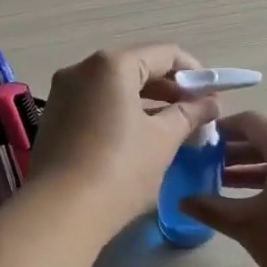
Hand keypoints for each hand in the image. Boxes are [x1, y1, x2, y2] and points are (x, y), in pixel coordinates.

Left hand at [29, 46, 218, 235]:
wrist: (61, 211)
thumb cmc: (120, 169)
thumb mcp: (163, 140)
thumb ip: (189, 114)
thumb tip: (210, 103)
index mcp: (112, 65)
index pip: (164, 55)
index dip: (195, 73)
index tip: (212, 96)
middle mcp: (81, 70)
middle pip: (136, 68)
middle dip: (169, 90)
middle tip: (196, 114)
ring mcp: (62, 94)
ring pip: (114, 88)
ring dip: (145, 103)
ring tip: (172, 128)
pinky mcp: (53, 119)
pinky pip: (95, 105)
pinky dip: (120, 114)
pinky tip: (137, 138)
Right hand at [183, 111, 266, 266]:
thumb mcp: (246, 224)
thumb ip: (211, 208)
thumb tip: (184, 200)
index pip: (249, 122)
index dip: (221, 129)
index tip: (198, 144)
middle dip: (234, 153)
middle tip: (204, 168)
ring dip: (253, 172)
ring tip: (224, 188)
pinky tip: (258, 209)